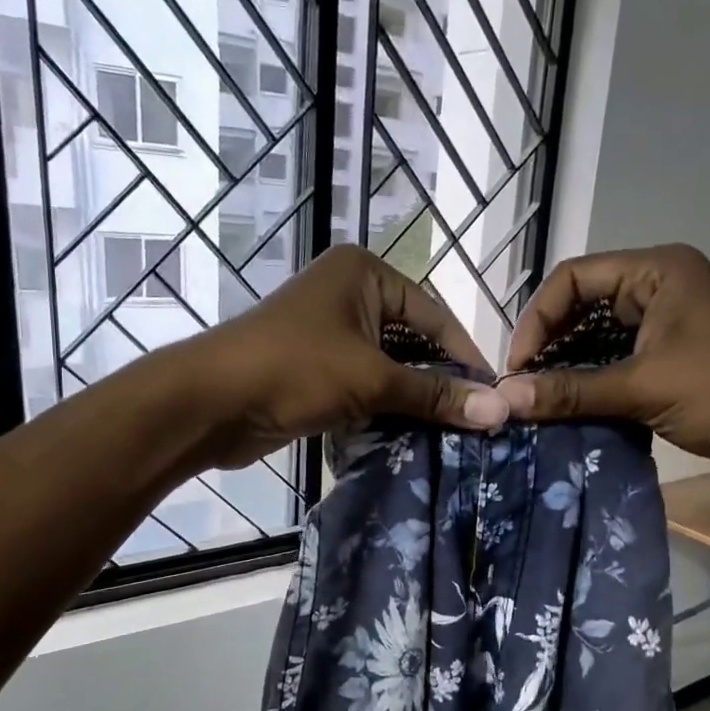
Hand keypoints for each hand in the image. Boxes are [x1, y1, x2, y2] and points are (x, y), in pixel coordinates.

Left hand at [180, 246, 510, 468]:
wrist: (209, 403)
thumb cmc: (294, 370)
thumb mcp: (372, 379)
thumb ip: (435, 395)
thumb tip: (500, 410)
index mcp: (365, 274)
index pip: (435, 315)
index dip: (465, 357)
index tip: (494, 397)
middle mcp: (349, 294)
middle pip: (413, 341)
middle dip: (439, 382)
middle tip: (475, 420)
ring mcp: (330, 333)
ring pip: (389, 367)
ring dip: (413, 400)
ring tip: (450, 433)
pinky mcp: (315, 369)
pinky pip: (364, 385)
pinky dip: (385, 408)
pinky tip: (411, 436)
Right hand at [495, 245, 709, 482]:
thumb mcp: (641, 388)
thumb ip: (569, 391)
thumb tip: (505, 399)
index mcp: (657, 270)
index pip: (574, 278)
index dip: (538, 319)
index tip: (518, 367)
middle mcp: (659, 288)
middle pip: (583, 306)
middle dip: (550, 345)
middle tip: (523, 386)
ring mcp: (666, 324)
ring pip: (597, 337)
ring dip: (568, 368)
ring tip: (539, 402)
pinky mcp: (669, 358)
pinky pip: (616, 362)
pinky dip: (590, 383)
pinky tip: (567, 409)